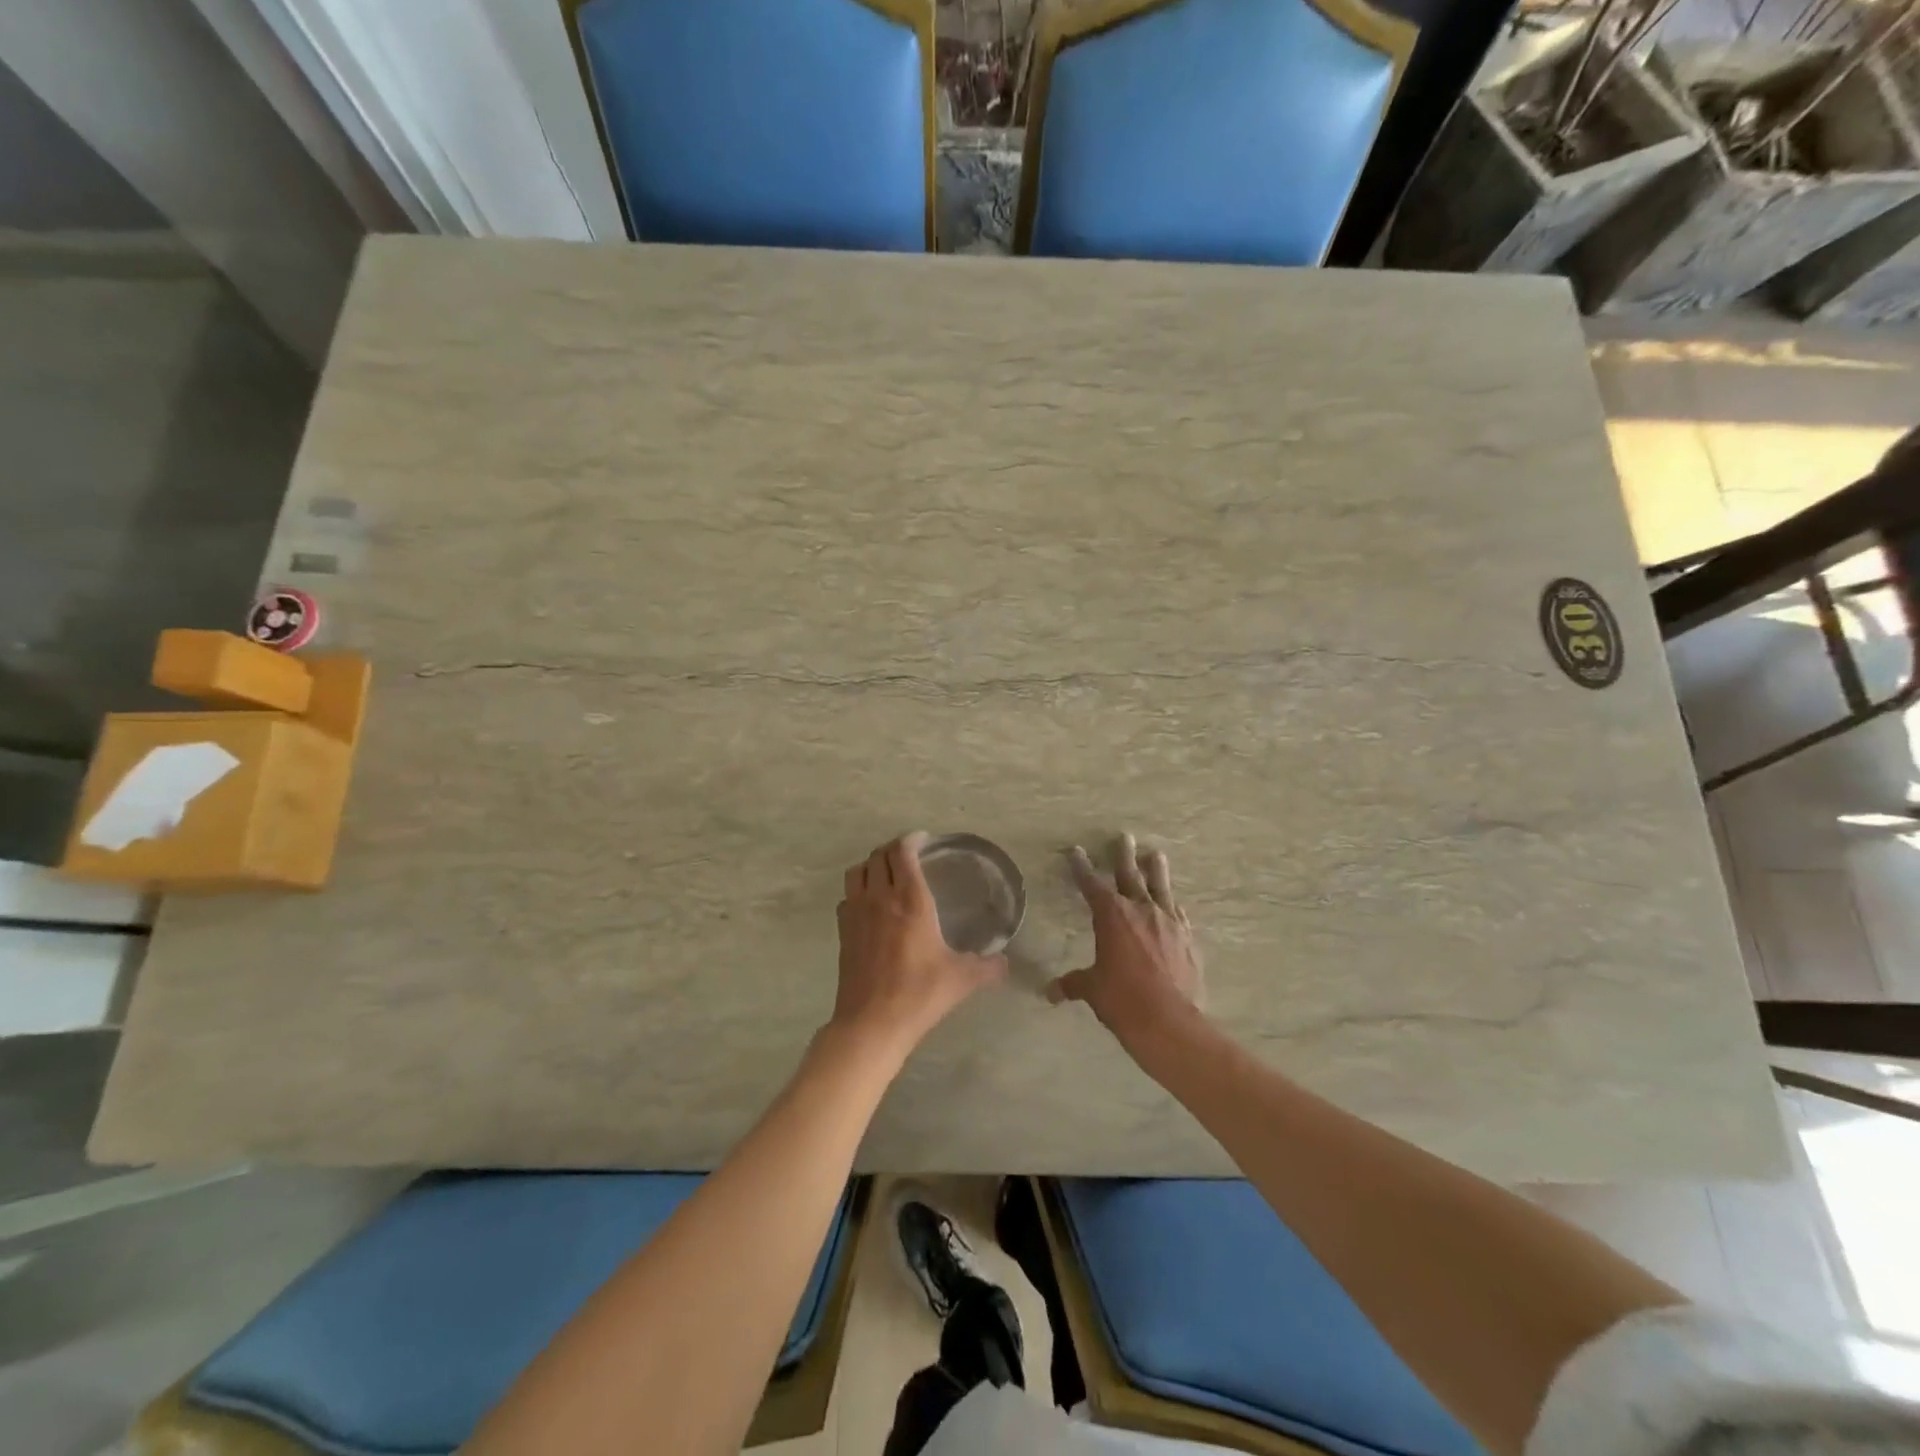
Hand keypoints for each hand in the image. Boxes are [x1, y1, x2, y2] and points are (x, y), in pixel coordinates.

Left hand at [832, 832, 1008, 1057]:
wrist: (872, 1022)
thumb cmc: (920, 993)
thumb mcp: (962, 979)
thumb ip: (987, 967)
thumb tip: (1005, 962)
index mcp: (911, 900)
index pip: (903, 852)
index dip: (912, 840)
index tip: (923, 840)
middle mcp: (880, 897)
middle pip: (878, 856)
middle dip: (893, 849)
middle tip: (908, 855)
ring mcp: (856, 913)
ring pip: (857, 871)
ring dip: (871, 865)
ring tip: (886, 873)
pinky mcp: (843, 931)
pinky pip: (847, 896)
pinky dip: (858, 890)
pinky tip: (870, 905)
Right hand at [1047, 833, 1203, 1048]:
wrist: (1169, 1021)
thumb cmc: (1123, 1000)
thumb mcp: (1092, 990)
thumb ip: (1073, 984)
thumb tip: (1050, 992)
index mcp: (1111, 916)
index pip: (1091, 884)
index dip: (1081, 867)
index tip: (1075, 851)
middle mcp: (1140, 910)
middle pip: (1130, 874)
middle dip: (1123, 854)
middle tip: (1124, 836)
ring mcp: (1168, 922)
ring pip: (1160, 886)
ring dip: (1156, 869)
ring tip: (1155, 854)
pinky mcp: (1187, 938)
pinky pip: (1178, 913)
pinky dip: (1171, 905)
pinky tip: (1173, 903)